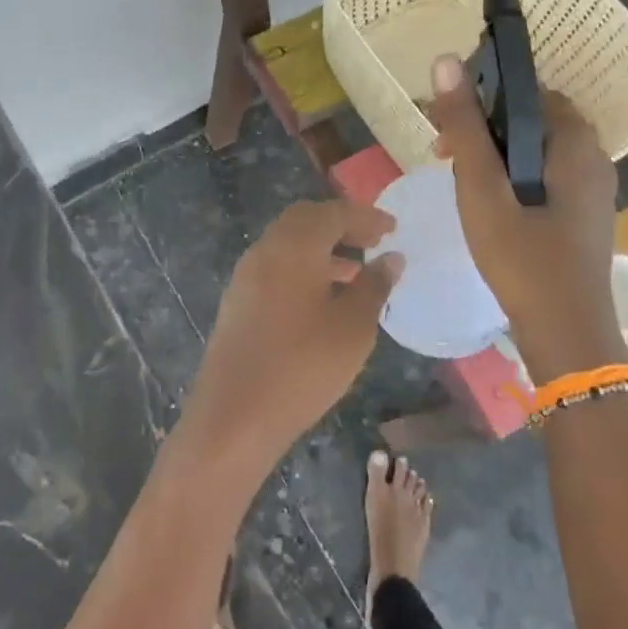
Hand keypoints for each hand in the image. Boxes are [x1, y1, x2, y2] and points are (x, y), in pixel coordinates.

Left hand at [180, 200, 401, 476]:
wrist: (234, 415)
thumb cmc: (303, 367)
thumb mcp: (353, 328)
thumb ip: (374, 286)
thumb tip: (390, 258)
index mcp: (294, 246)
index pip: (333, 213)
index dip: (365, 217)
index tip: (393, 228)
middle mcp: (265, 250)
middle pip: (304, 220)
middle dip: (339, 224)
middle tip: (372, 241)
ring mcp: (245, 275)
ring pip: (287, 244)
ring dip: (321, 247)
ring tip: (356, 271)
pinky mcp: (237, 301)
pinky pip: (274, 267)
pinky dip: (302, 267)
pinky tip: (323, 298)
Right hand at [429, 54, 624, 381]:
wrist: (566, 334)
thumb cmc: (521, 259)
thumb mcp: (482, 190)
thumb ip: (465, 127)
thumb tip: (445, 61)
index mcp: (575, 144)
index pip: (529, 91)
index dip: (484, 95)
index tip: (447, 121)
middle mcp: (593, 158)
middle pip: (534, 119)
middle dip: (486, 126)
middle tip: (445, 152)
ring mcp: (593, 189)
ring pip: (538, 149)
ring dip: (497, 152)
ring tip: (460, 178)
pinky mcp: (584, 215)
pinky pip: (546, 174)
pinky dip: (513, 174)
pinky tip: (488, 202)